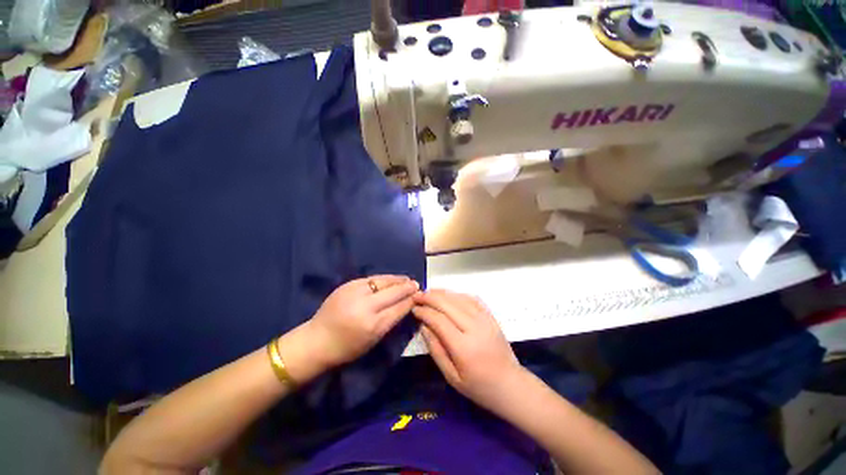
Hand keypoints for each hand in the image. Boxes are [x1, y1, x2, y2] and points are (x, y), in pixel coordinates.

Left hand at [304, 275, 419, 370]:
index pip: (399, 308)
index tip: (420, 295)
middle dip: (407, 287)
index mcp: (374, 325)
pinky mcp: (347, 285)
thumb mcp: (373, 340)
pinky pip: (371, 279)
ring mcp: (355, 292)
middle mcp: (366, 306)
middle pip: (393, 292)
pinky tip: (390, 279)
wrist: (317, 340)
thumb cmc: (347, 347)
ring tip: (406, 279)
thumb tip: (406, 304)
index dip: (411, 300)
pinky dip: (383, 279)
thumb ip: (390, 321)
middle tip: (416, 284)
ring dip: (397, 279)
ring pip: (383, 281)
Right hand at [412, 289, 524, 411]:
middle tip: (417, 295)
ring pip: (459, 298)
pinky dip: (458, 294)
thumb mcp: (451, 376)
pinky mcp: (491, 316)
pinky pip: (472, 299)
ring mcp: (485, 319)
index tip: (414, 308)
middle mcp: (475, 328)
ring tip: (429, 292)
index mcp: (464, 347)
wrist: (510, 384)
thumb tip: (424, 326)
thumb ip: (436, 349)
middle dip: (430, 297)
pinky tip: (449, 295)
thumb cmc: (478, 386)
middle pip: (448, 304)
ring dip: (442, 293)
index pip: (439, 320)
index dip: (424, 312)